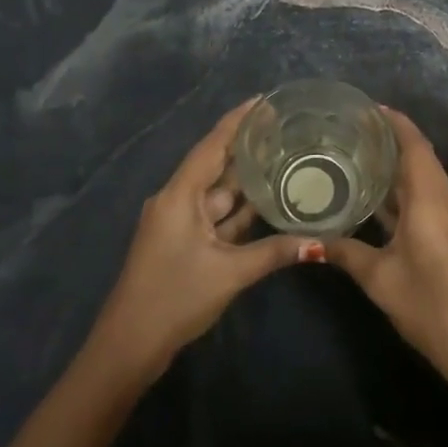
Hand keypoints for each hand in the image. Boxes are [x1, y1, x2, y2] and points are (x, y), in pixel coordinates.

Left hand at [88, 99, 323, 386]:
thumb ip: (274, 253)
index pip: (212, 145)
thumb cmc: (174, 298)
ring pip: (217, 193)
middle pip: (215, 165)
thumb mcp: (229, 273)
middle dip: (246, 148)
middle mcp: (176, 200)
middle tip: (285, 130)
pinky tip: (266, 203)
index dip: (237, 121)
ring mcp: (178, 222)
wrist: (129, 345)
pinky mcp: (182, 242)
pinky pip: (214, 216)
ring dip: (245, 180)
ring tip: (283, 159)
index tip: (264, 100)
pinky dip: (238, 210)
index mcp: (179, 195)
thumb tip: (319, 243)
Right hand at [326, 106, 447, 381]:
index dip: (393, 121)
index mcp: (430, 198)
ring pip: (421, 178)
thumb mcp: (380, 277)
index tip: (365, 107)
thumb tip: (307, 240)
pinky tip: (372, 196)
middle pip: (418, 156)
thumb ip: (344, 252)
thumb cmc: (430, 303)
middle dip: (388, 139)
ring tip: (354, 155)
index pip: (413, 144)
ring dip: (394, 165)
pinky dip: (400, 189)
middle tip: (348, 131)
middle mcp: (444, 199)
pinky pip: (424, 197)